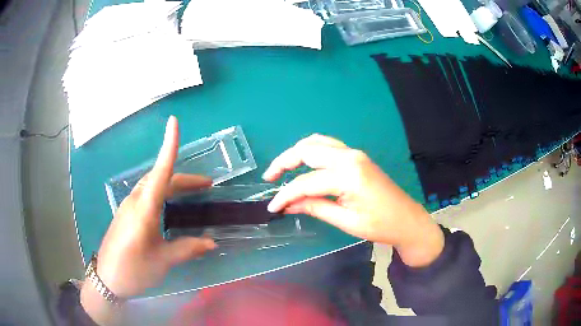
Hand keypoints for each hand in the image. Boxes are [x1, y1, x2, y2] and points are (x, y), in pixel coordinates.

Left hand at [81, 117, 215, 323]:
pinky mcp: (125, 214)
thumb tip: (211, 242)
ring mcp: (128, 206)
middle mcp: (135, 201)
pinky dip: (162, 194)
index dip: (168, 146)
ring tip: (192, 194)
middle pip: (160, 178)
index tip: (174, 122)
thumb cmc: (133, 270)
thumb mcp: (163, 261)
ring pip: (152, 186)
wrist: (107, 279)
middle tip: (207, 185)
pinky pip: (146, 195)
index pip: (160, 172)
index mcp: (144, 209)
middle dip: (184, 178)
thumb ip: (187, 249)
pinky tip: (169, 207)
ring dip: (173, 185)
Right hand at [263, 134, 443, 267]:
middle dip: (284, 162)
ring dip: (297, 153)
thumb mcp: (346, 221)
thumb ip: (315, 208)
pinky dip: (311, 151)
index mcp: (348, 175)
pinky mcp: (357, 156)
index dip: (286, 194)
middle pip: (307, 151)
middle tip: (270, 178)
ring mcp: (354, 153)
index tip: (273, 207)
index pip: (306, 182)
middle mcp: (350, 157)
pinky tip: (304, 163)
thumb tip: (287, 205)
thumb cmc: (380, 226)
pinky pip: (328, 145)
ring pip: (317, 142)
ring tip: (282, 169)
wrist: (407, 220)